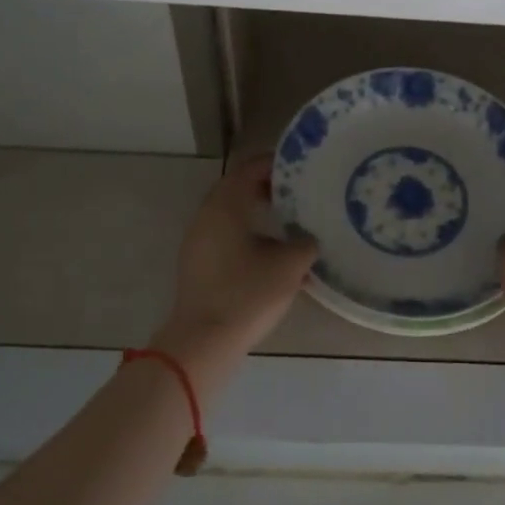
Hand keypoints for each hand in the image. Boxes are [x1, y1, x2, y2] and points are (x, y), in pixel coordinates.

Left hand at [153, 154, 317, 391]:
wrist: (204, 341)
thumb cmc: (248, 294)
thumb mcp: (290, 265)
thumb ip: (305, 243)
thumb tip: (308, 239)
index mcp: (226, 205)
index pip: (250, 168)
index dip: (276, 163)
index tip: (301, 167)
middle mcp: (207, 215)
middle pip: (237, 188)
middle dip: (268, 187)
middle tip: (298, 192)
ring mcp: (198, 240)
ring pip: (231, 213)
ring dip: (257, 211)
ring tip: (288, 221)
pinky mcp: (197, 263)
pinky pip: (225, 234)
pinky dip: (247, 232)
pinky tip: (271, 251)